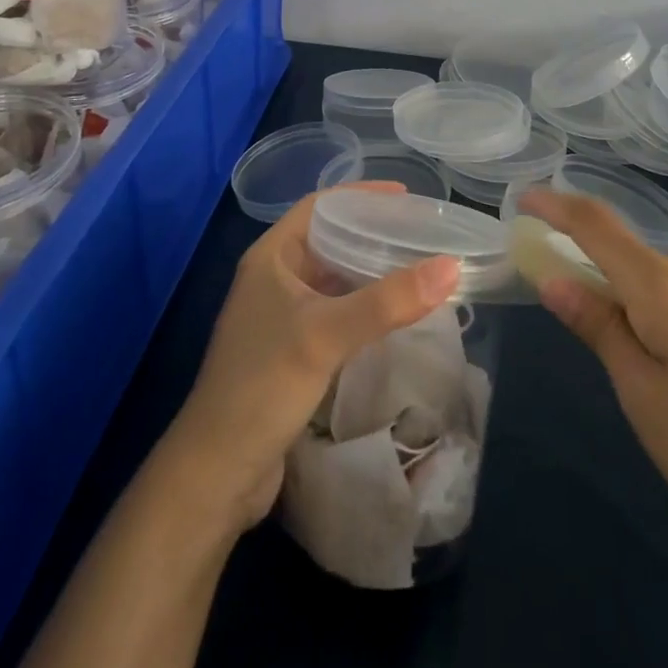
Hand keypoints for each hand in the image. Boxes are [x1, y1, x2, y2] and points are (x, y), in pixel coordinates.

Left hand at [164, 184, 459, 534]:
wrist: (217, 472)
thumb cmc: (263, 386)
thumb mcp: (326, 335)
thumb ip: (387, 301)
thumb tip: (450, 267)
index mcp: (271, 257)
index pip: (319, 206)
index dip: (361, 195)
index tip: (406, 197)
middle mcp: (274, 279)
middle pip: (329, 240)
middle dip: (372, 233)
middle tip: (420, 233)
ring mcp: (281, 317)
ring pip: (333, 279)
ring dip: (369, 272)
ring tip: (416, 268)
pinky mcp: (291, 352)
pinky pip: (335, 313)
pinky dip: (363, 307)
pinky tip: (394, 315)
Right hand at [517, 187, 667, 584]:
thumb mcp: (643, 400)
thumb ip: (599, 328)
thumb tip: (554, 278)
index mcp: (665, 289)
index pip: (596, 226)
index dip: (556, 206)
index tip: (525, 199)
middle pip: (637, 262)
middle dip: (608, 285)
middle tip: (604, 348)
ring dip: (653, 311)